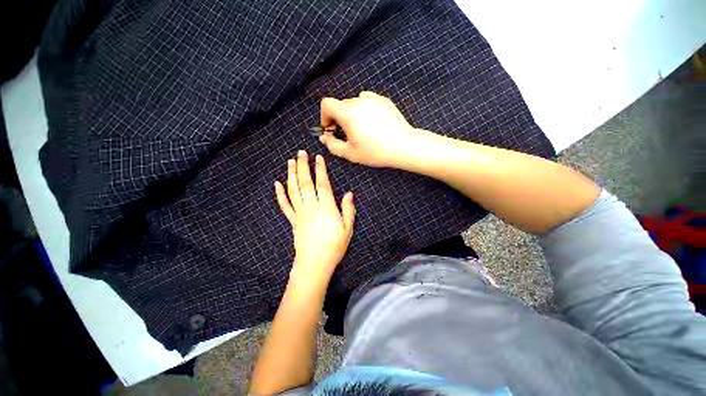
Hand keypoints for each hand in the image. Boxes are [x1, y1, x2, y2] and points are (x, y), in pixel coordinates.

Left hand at [275, 150, 355, 284]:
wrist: (315, 263)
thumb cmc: (335, 246)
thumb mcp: (348, 228)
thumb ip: (348, 209)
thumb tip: (350, 193)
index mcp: (326, 208)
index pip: (322, 184)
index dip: (320, 170)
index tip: (318, 158)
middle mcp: (311, 207)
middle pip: (305, 183)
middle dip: (303, 166)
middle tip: (300, 153)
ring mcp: (300, 213)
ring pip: (294, 190)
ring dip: (291, 175)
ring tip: (290, 162)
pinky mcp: (292, 220)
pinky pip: (284, 205)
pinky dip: (280, 194)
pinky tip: (277, 184)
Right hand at [319, 91, 426, 167]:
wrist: (403, 146)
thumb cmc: (375, 152)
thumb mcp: (350, 153)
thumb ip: (332, 144)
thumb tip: (324, 137)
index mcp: (348, 112)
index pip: (326, 104)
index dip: (324, 117)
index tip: (331, 129)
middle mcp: (358, 100)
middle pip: (340, 105)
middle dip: (339, 119)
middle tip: (347, 135)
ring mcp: (373, 98)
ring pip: (354, 103)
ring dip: (352, 115)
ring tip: (362, 130)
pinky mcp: (383, 100)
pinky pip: (367, 102)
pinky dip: (364, 110)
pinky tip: (373, 124)